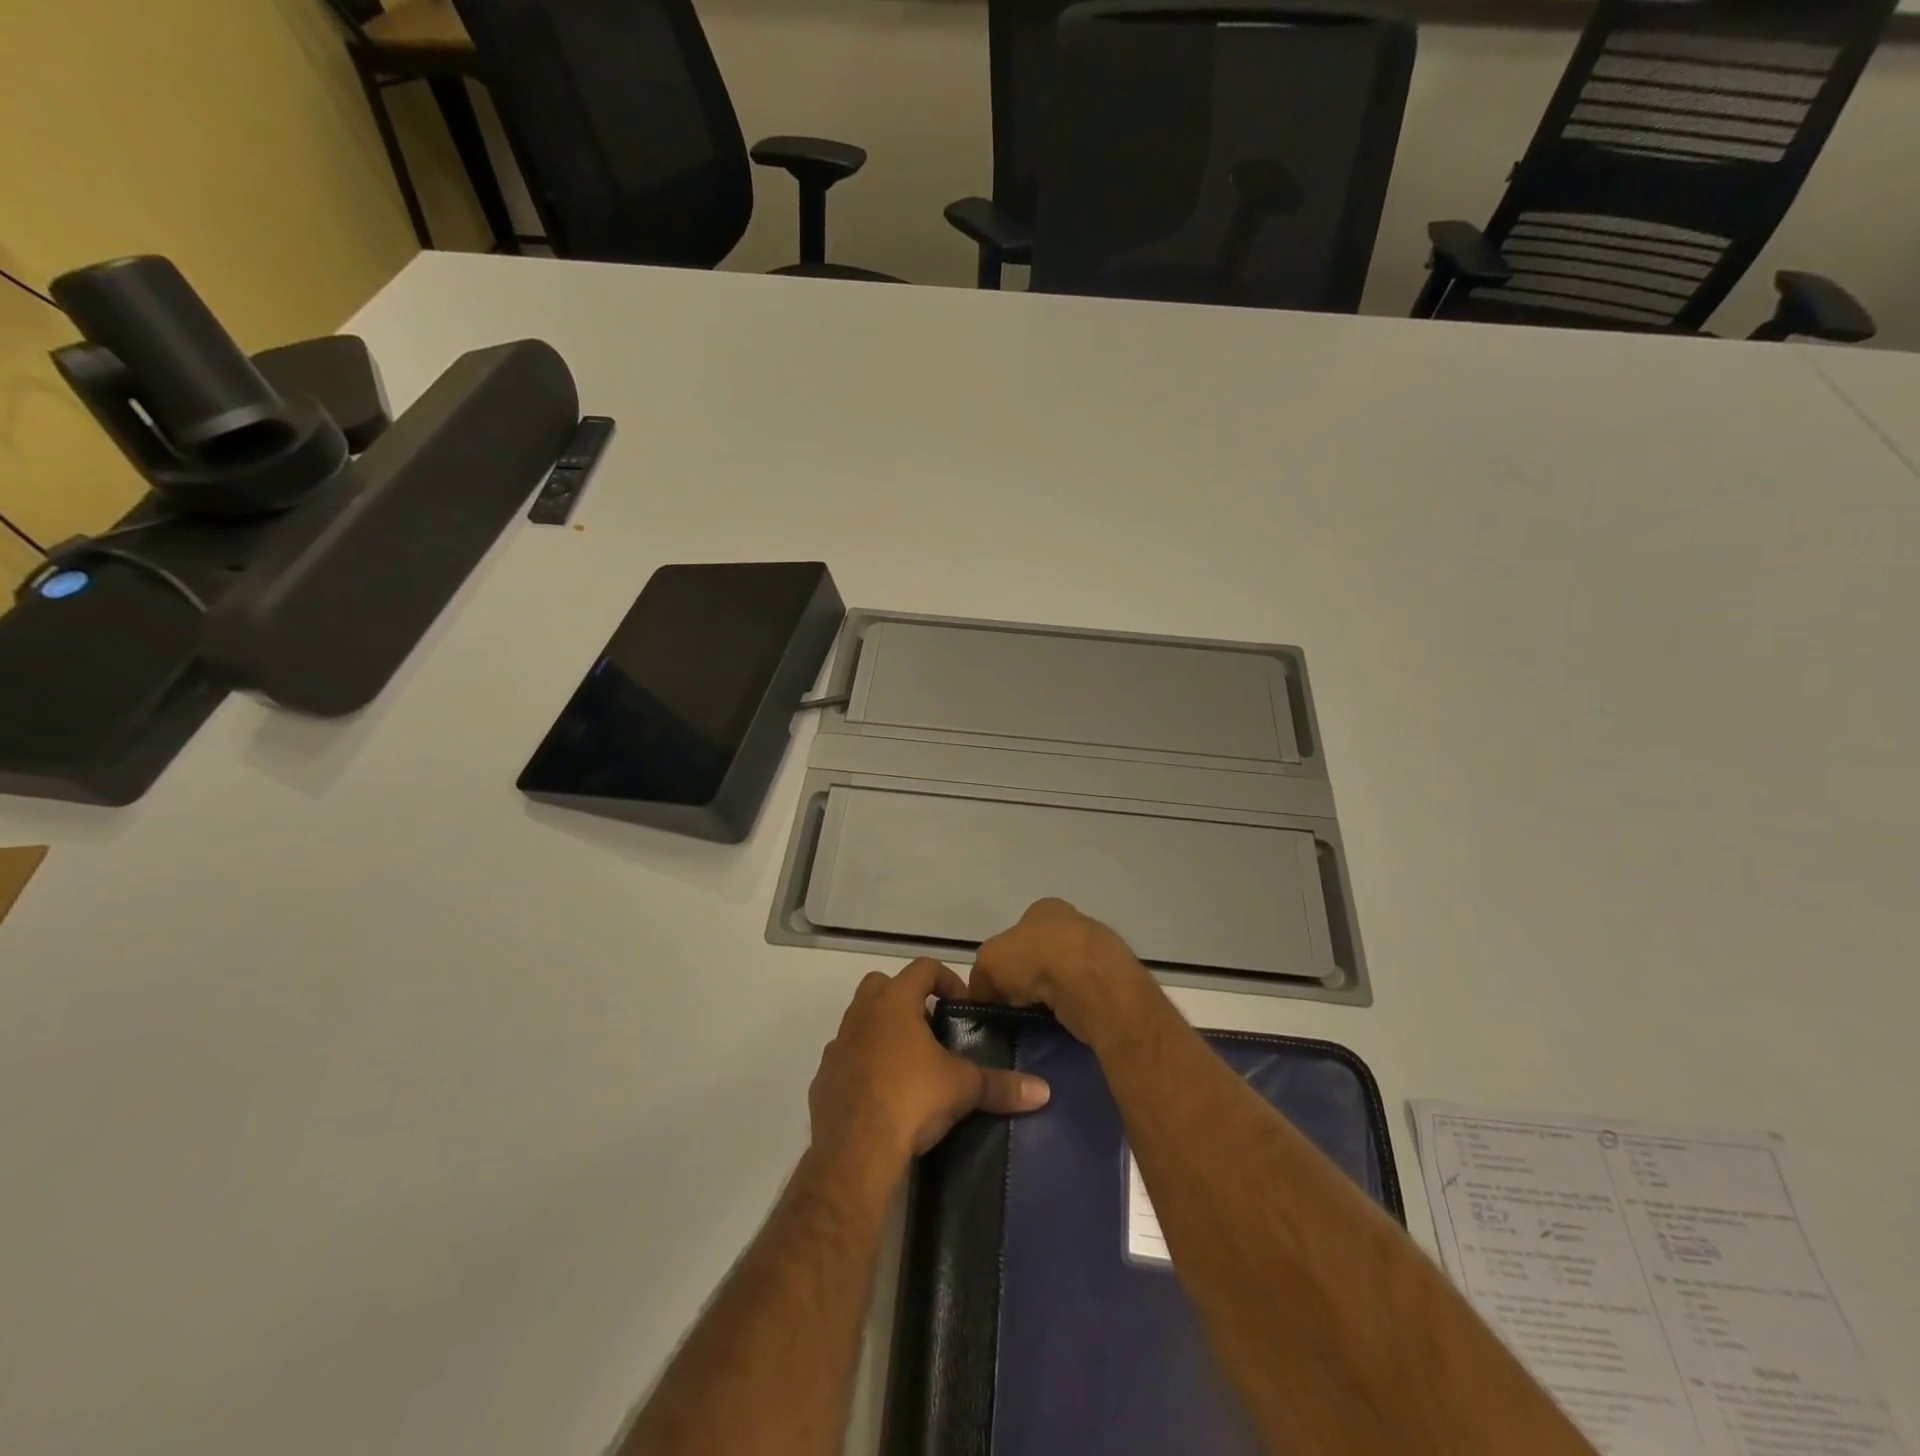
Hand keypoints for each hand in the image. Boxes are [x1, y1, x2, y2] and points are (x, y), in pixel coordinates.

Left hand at [809, 959, 1050, 1179]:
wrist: (854, 1152)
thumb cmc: (911, 1100)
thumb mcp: (963, 1089)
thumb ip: (1002, 1085)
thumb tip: (1044, 1090)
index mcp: (894, 1002)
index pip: (923, 968)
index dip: (947, 980)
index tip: (962, 1005)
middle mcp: (861, 1013)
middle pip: (882, 984)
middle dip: (906, 997)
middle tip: (930, 1026)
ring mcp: (837, 1045)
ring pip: (860, 1020)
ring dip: (882, 1030)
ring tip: (908, 1061)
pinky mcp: (822, 1078)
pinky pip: (845, 1058)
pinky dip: (862, 1064)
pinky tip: (881, 1091)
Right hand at [970, 898, 1152, 1042]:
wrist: (1089, 981)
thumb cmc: (1035, 957)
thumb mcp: (988, 962)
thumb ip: (980, 977)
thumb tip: (980, 994)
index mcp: (1044, 909)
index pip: (1018, 933)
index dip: (1005, 960)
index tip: (999, 988)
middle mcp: (1073, 922)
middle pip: (1042, 953)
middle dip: (1029, 977)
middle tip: (1017, 1004)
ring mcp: (1096, 950)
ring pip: (1064, 975)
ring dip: (1052, 993)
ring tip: (1039, 1015)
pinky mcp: (1112, 979)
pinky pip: (1082, 994)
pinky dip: (1071, 1006)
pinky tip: (1063, 1018)